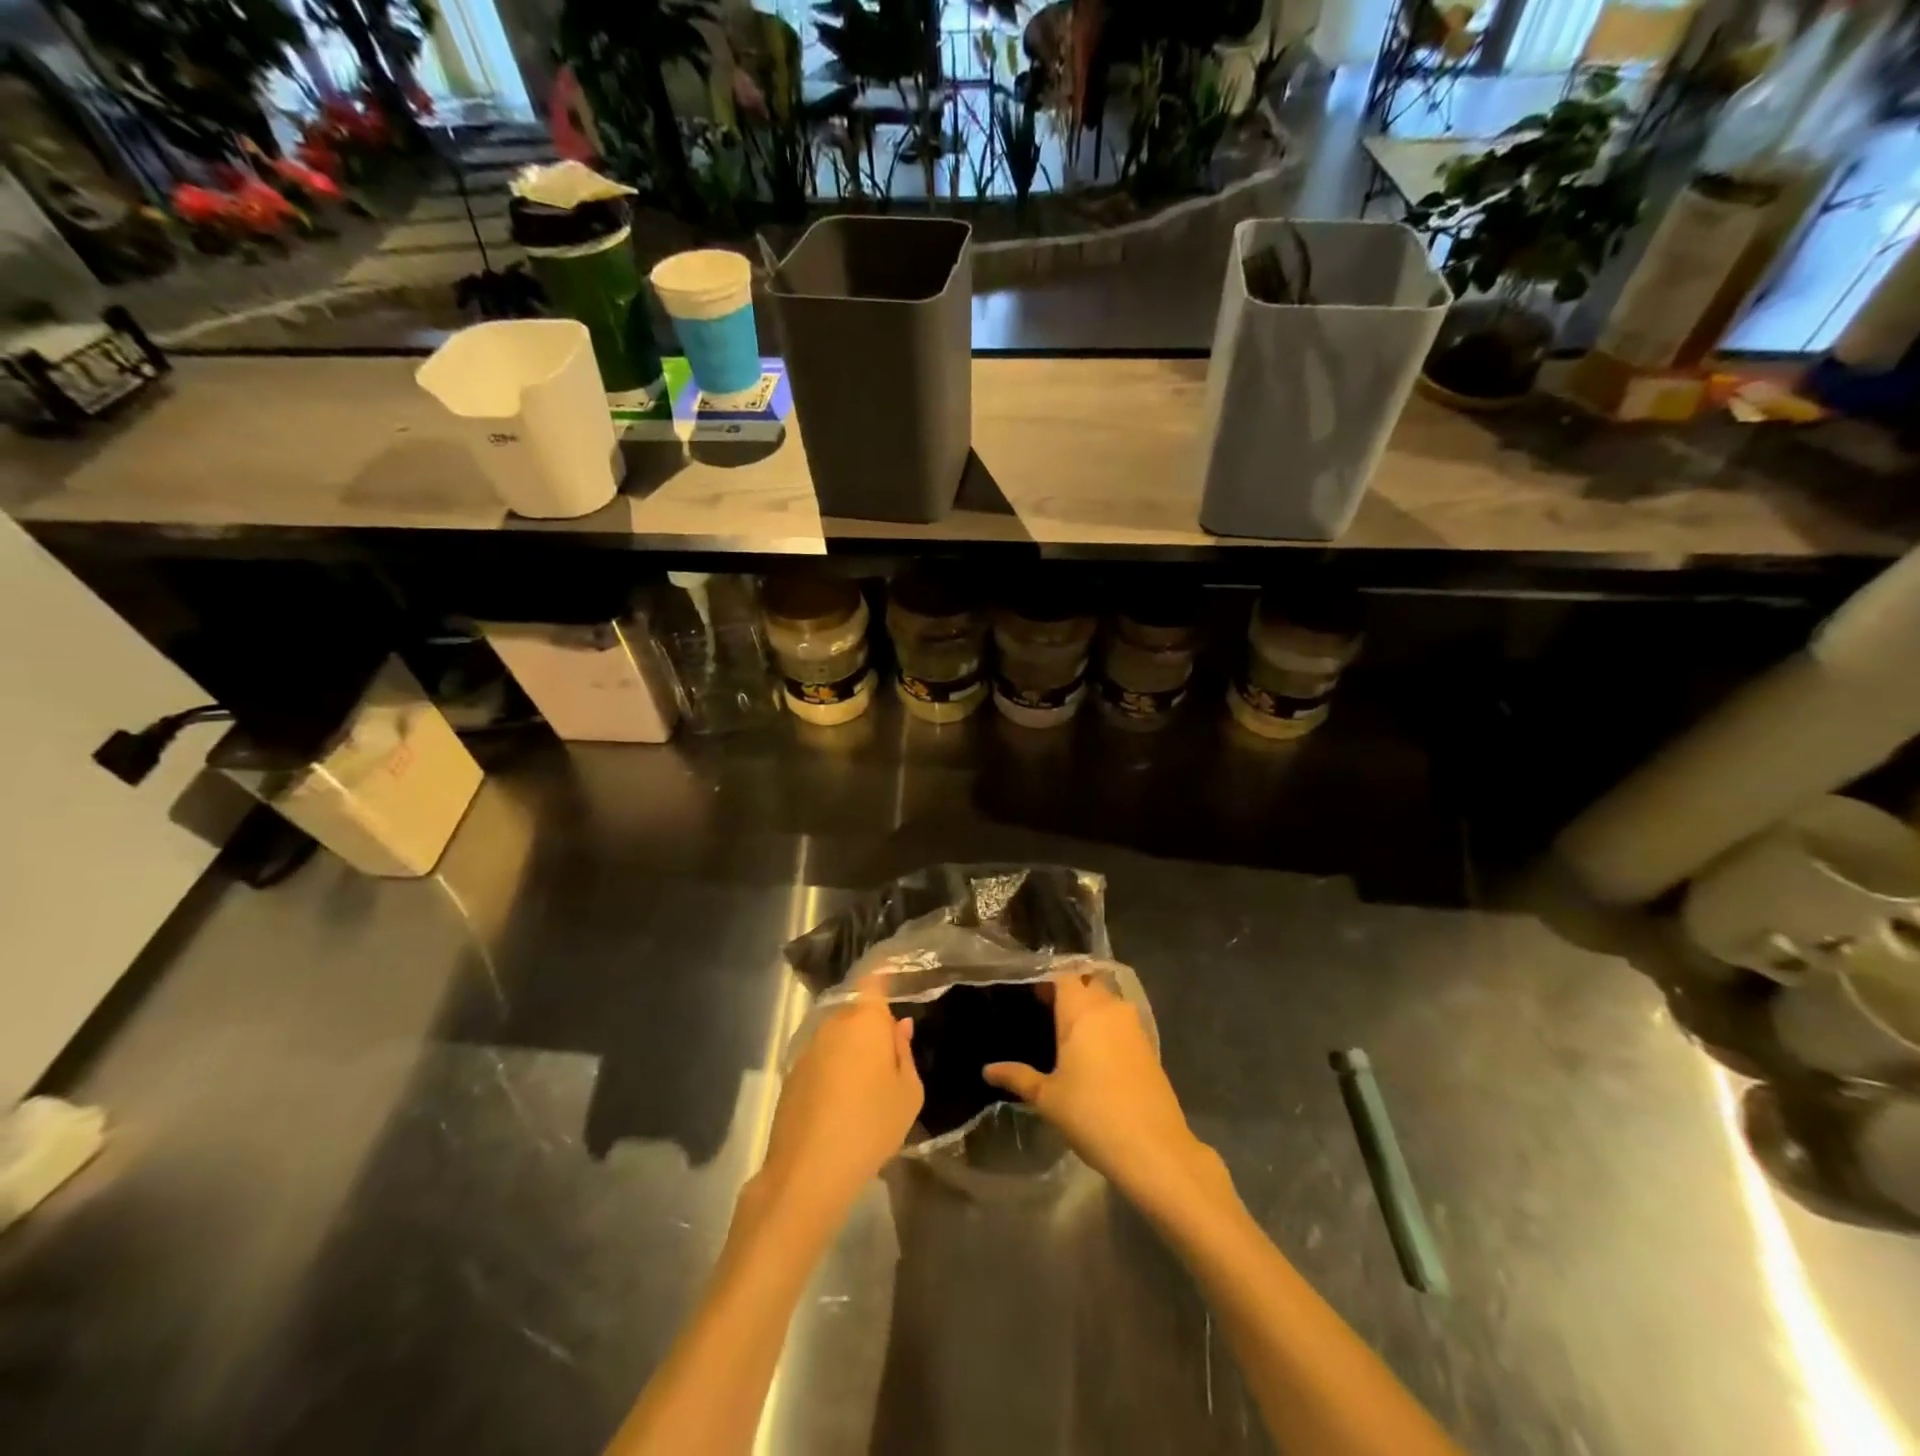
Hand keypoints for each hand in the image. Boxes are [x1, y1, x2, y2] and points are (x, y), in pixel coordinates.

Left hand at [756, 990, 922, 1222]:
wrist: (808, 1171)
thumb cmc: (871, 1125)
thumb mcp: (908, 1093)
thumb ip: (904, 1053)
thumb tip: (898, 1027)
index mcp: (865, 1019)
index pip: (874, 981)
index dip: (884, 978)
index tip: (897, 983)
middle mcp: (833, 1023)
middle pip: (856, 1010)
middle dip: (871, 1025)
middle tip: (889, 1056)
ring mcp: (808, 1048)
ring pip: (837, 1036)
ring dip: (851, 1050)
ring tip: (867, 1086)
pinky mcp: (791, 1075)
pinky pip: (821, 1060)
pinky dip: (832, 1071)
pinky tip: (841, 1104)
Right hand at [984, 966, 1229, 1213]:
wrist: (1153, 1148)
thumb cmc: (1092, 1114)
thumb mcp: (1047, 1098)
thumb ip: (1017, 1077)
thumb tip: (987, 1070)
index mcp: (1082, 1011)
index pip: (1063, 976)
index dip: (1047, 982)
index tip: (1032, 997)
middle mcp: (1110, 1008)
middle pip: (1087, 983)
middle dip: (1069, 992)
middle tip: (1046, 1012)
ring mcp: (1133, 1026)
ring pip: (1107, 1002)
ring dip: (1090, 1008)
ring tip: (1068, 1034)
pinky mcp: (1148, 1046)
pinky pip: (1121, 1022)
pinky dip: (1106, 1027)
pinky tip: (1094, 1053)